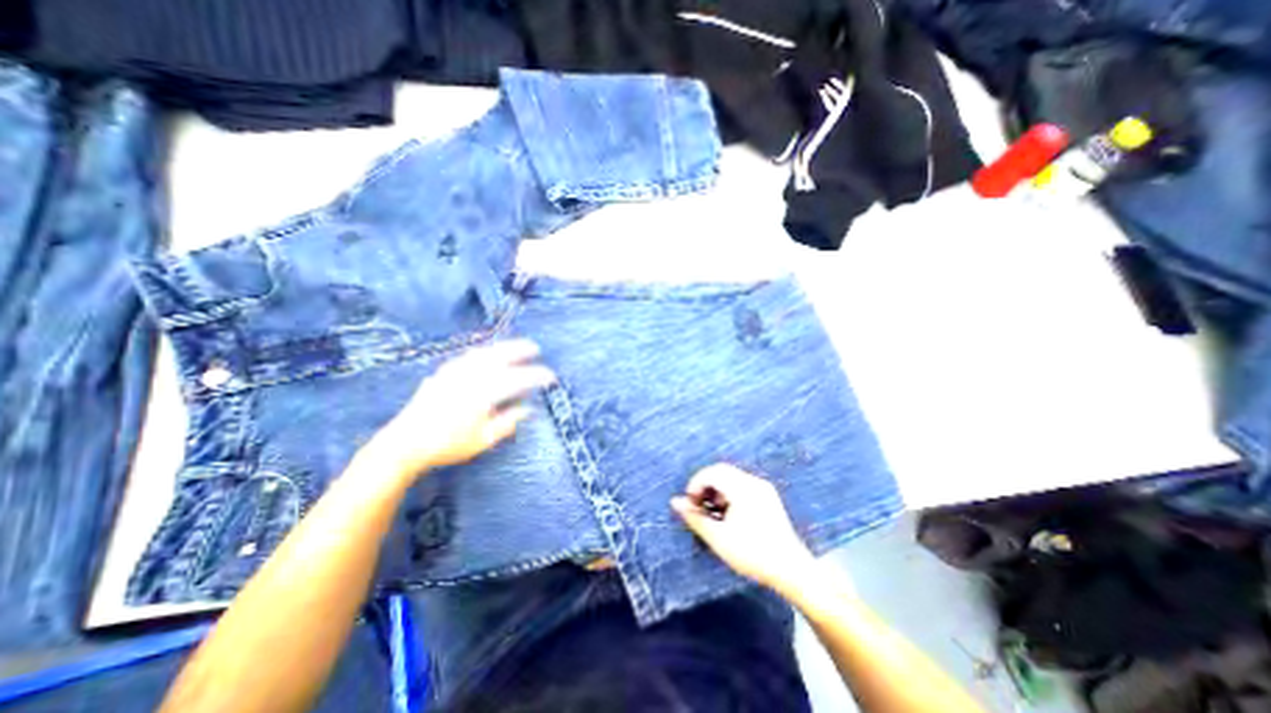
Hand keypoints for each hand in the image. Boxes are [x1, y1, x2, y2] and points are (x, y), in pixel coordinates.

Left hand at [375, 339, 560, 479]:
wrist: (404, 444)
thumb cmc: (447, 445)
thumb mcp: (483, 439)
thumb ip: (508, 422)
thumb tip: (528, 409)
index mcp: (484, 393)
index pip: (518, 379)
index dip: (537, 376)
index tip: (551, 377)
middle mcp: (470, 377)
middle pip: (500, 356)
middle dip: (520, 349)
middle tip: (535, 348)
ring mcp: (454, 372)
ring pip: (484, 352)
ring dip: (502, 347)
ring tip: (515, 346)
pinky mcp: (443, 373)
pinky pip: (467, 356)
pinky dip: (483, 352)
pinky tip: (485, 354)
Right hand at [669, 461, 820, 590]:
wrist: (792, 570)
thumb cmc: (753, 554)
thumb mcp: (719, 538)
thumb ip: (695, 517)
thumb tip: (675, 502)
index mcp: (743, 489)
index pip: (712, 472)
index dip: (696, 484)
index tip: (689, 503)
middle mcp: (754, 482)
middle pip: (722, 471)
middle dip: (705, 485)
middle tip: (697, 505)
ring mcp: (763, 488)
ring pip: (732, 477)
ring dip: (716, 489)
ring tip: (711, 512)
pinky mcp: (768, 497)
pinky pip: (742, 485)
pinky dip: (729, 493)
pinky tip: (727, 514)